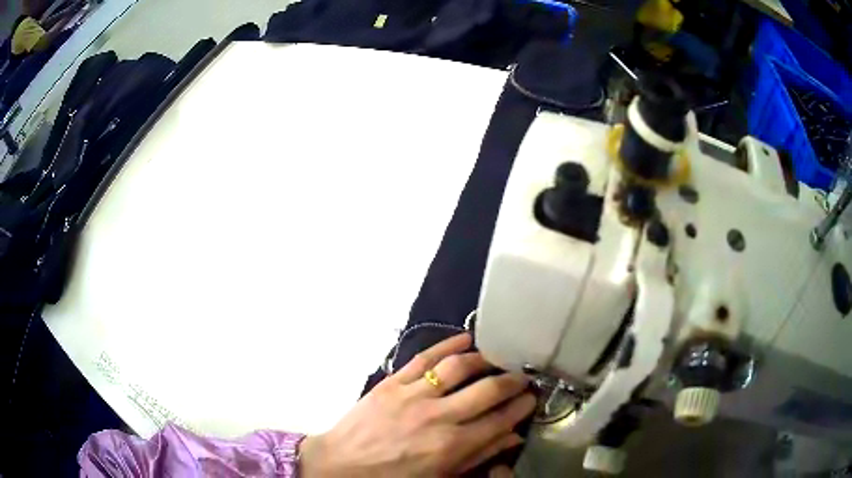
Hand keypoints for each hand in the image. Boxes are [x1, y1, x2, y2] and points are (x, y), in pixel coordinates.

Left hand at [300, 333, 534, 476]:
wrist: (342, 465)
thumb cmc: (393, 477)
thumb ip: (478, 457)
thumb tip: (511, 438)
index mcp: (452, 446)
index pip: (500, 420)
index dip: (521, 407)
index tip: (532, 398)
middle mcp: (438, 417)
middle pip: (488, 390)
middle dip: (512, 380)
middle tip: (522, 376)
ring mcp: (414, 395)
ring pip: (459, 367)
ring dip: (485, 359)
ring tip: (498, 358)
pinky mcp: (392, 382)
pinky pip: (424, 358)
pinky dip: (447, 345)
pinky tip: (465, 339)